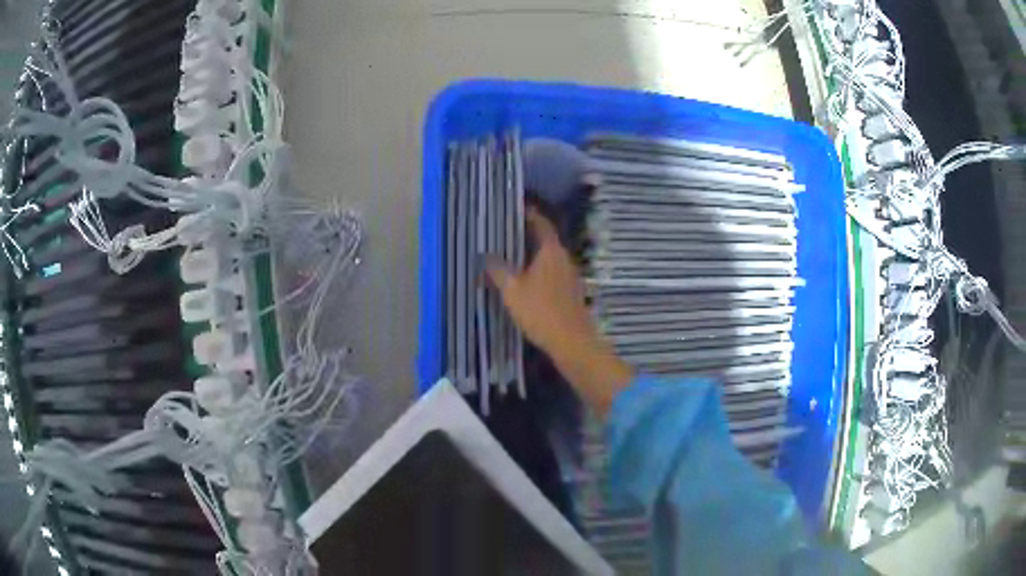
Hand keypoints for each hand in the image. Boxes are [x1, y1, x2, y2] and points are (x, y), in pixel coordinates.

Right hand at [486, 208, 632, 415]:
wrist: (571, 342)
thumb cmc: (540, 311)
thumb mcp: (512, 291)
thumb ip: (498, 270)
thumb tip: (486, 255)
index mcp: (551, 252)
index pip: (541, 224)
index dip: (530, 214)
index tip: (518, 208)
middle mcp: (564, 258)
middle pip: (547, 240)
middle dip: (529, 235)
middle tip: (509, 231)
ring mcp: (571, 276)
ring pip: (550, 258)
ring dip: (535, 254)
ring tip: (514, 254)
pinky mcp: (571, 292)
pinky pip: (553, 273)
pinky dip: (540, 270)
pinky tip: (528, 280)